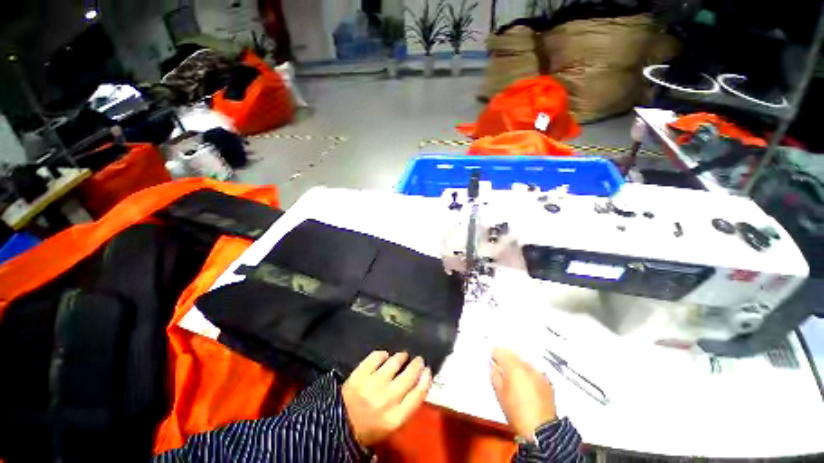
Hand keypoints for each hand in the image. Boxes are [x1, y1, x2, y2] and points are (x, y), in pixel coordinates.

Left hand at [342, 351, 431, 446]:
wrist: (339, 426)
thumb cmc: (370, 426)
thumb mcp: (392, 423)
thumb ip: (407, 405)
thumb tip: (420, 380)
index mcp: (395, 418)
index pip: (418, 395)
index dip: (426, 379)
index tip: (427, 370)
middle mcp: (386, 400)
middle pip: (409, 376)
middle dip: (416, 364)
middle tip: (418, 359)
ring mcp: (372, 385)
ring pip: (394, 362)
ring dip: (401, 357)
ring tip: (403, 356)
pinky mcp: (360, 374)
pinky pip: (376, 357)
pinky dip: (382, 354)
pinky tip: (384, 357)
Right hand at [490, 347, 556, 440]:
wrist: (542, 432)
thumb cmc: (516, 413)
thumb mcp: (500, 395)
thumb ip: (495, 376)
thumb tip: (492, 365)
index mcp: (514, 368)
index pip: (501, 352)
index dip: (494, 353)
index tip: (490, 358)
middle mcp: (528, 366)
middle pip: (513, 354)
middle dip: (505, 356)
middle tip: (498, 363)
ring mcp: (539, 373)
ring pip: (524, 360)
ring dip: (516, 362)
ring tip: (511, 372)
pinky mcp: (547, 382)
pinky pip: (533, 369)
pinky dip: (526, 370)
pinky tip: (524, 380)